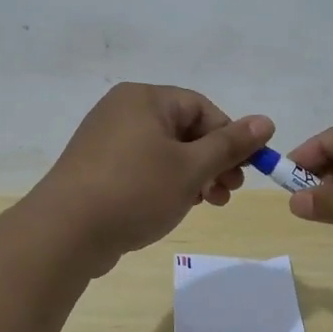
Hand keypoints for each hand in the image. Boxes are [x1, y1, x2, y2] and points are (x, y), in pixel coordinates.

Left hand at [30, 83, 274, 273]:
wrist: (65, 232)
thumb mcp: (191, 168)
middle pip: (184, 129)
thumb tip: (266, 121)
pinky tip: (176, 207)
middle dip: (213, 161)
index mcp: (144, 99)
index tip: (245, 170)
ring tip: (209, 204)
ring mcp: (106, 141)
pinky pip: (143, 168)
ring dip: (193, 176)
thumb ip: (230, 145)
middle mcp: (123, 111)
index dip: (229, 137)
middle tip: (230, 192)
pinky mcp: (97, 169)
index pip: (201, 107)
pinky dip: (166, 184)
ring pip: (165, 152)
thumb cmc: (135, 190)